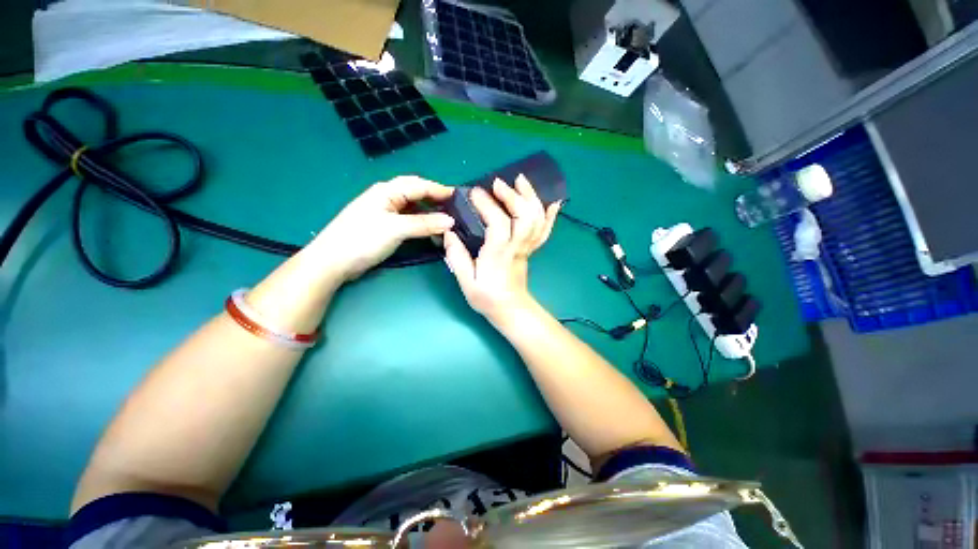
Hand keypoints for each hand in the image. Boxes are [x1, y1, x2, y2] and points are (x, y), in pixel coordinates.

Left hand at [313, 176, 454, 281]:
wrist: (333, 261)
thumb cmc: (362, 239)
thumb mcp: (396, 229)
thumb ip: (425, 224)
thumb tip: (451, 221)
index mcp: (387, 191)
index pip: (419, 185)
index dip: (439, 190)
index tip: (459, 197)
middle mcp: (386, 197)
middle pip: (416, 193)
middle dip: (435, 198)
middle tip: (454, 208)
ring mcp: (385, 212)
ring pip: (413, 207)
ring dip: (429, 212)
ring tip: (446, 219)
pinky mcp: (384, 226)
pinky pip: (408, 219)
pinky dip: (421, 223)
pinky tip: (429, 229)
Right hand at [443, 175, 559, 323]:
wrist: (510, 309)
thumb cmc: (487, 297)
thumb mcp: (466, 282)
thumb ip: (457, 257)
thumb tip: (448, 233)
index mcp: (498, 254)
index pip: (499, 224)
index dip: (488, 206)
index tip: (474, 193)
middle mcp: (516, 247)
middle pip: (524, 217)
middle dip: (513, 196)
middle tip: (497, 183)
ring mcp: (527, 247)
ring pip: (536, 220)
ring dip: (531, 198)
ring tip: (521, 180)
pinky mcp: (531, 249)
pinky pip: (544, 231)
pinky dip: (550, 216)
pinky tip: (552, 202)